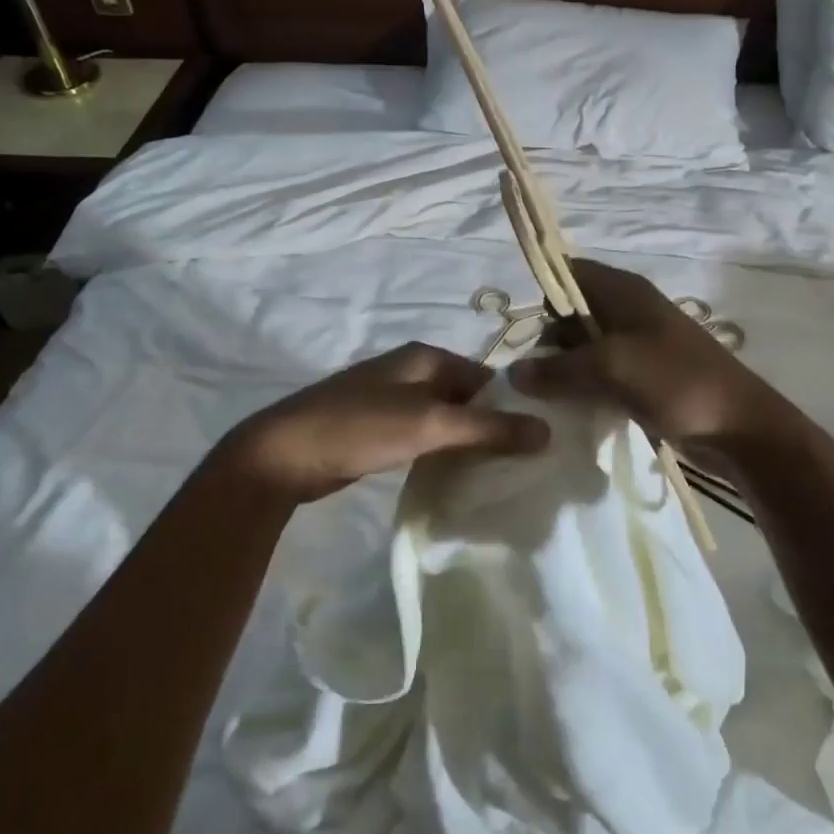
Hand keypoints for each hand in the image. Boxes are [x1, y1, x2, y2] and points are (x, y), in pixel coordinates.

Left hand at [217, 343, 550, 503]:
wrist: (285, 454)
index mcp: (426, 356)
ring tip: (495, 475)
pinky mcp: (378, 429)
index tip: (536, 443)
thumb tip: (548, 431)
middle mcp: (411, 371)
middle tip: (521, 464)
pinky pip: (423, 437)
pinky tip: (454, 477)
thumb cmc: (361, 427)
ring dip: (465, 443)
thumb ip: (489, 429)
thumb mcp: (431, 425)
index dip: (511, 407)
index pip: (487, 378)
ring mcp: (392, 400)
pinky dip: (440, 452)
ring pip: (444, 419)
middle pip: (466, 398)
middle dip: (490, 427)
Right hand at [509, 260, 801, 453]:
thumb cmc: (677, 382)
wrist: (739, 428)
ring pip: (584, 347)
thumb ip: (559, 368)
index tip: (520, 331)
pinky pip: (601, 374)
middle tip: (532, 376)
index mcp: (624, 291)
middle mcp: (628, 310)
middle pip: (572, 313)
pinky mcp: (643, 376)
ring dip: (565, 369)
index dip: (542, 293)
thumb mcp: (611, 368)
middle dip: (548, 340)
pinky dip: (585, 388)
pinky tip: (572, 410)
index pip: (568, 272)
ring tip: (545, 398)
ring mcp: (638, 344)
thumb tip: (515, 373)